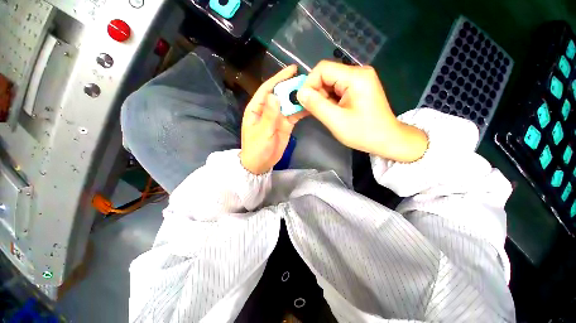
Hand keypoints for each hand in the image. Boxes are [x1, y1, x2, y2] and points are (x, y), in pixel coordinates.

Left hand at [240, 65, 308, 174]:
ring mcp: (278, 117)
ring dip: (298, 98)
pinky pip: (294, 115)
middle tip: (307, 79)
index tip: (292, 69)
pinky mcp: (285, 125)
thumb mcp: (262, 132)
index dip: (279, 78)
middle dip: (292, 86)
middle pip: (280, 94)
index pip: (267, 89)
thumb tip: (275, 95)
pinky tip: (310, 106)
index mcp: (257, 108)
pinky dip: (301, 110)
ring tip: (312, 91)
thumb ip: (269, 115)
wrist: (261, 164)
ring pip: (289, 104)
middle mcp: (268, 110)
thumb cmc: (257, 148)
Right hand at [297, 61, 427, 161]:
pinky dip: (329, 100)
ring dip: (322, 98)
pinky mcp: (358, 88)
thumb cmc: (363, 133)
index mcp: (355, 77)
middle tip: (314, 111)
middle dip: (316, 93)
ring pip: (330, 83)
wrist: (387, 140)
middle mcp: (358, 73)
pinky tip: (330, 111)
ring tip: (324, 113)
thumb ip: (316, 105)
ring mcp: (359, 80)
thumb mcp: (336, 121)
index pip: (323, 69)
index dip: (309, 84)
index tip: (304, 102)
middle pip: (326, 75)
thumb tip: (299, 93)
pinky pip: (337, 89)